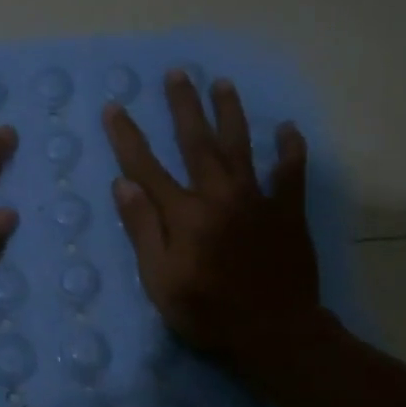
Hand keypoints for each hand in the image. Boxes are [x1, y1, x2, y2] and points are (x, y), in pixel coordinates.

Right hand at [102, 69, 324, 381]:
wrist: (275, 333)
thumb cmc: (208, 312)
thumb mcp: (160, 280)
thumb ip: (143, 230)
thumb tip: (123, 184)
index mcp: (184, 214)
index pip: (146, 167)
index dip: (127, 137)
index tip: (115, 108)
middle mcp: (219, 196)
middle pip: (197, 143)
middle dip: (184, 106)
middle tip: (178, 73)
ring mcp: (257, 200)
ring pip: (241, 146)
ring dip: (231, 113)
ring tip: (222, 83)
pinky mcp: (287, 212)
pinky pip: (290, 173)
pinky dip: (290, 150)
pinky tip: (288, 129)